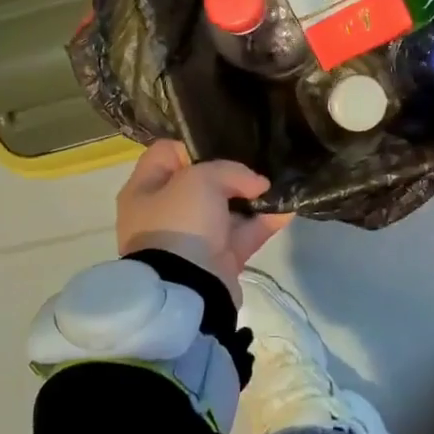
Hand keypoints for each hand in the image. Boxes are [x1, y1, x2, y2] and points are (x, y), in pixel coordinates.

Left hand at [116, 141, 292, 300]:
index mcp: (145, 190)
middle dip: (230, 173)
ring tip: (278, 183)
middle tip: (255, 163)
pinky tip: (288, 208)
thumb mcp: (200, 179)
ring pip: (226, 209)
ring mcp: (192, 238)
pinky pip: (244, 234)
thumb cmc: (180, 222)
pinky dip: (264, 222)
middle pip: (200, 182)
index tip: (222, 144)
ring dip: (252, 198)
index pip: (166, 154)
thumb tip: (257, 183)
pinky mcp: (218, 259)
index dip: (193, 145)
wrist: (186, 288)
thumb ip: (231, 171)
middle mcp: (165, 212)